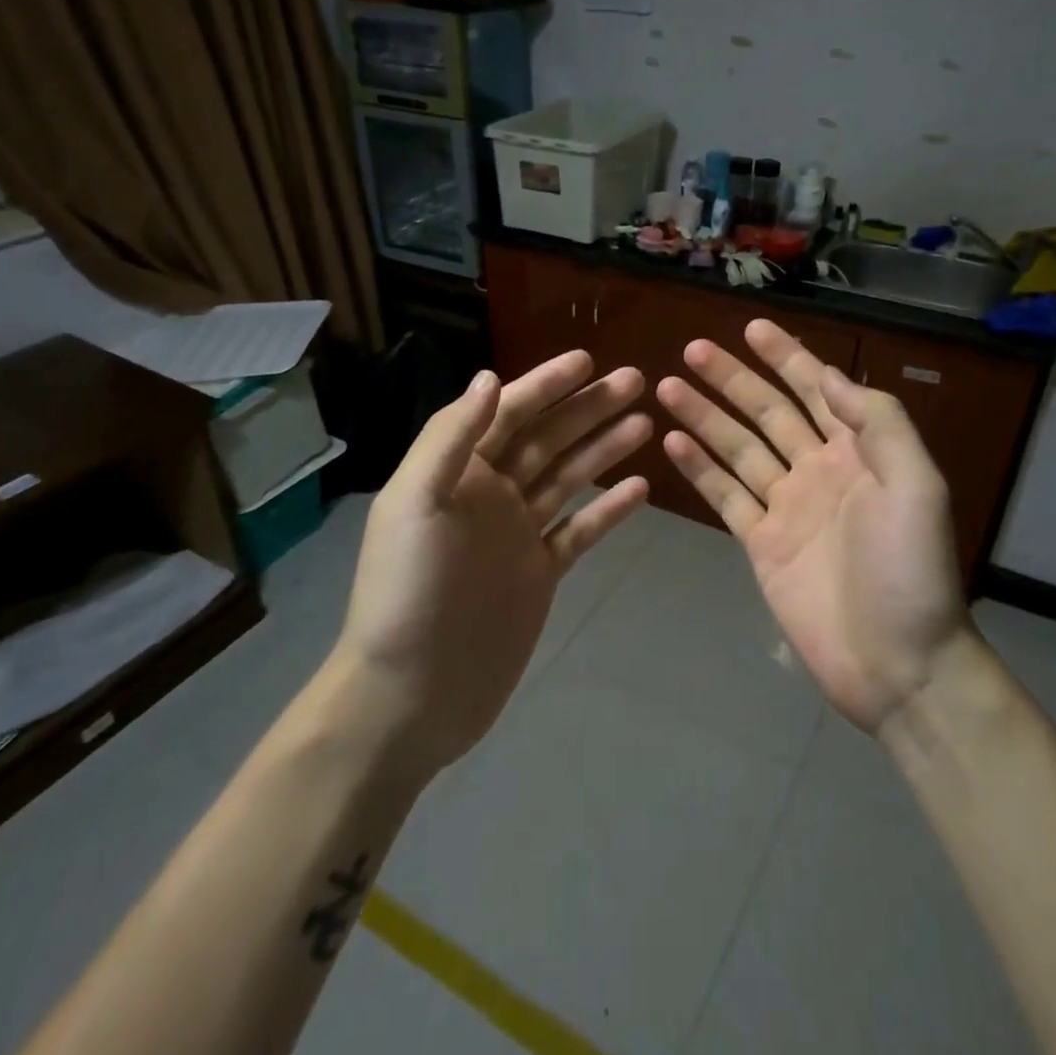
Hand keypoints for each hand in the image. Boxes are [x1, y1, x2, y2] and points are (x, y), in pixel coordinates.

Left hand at [330, 352, 650, 775]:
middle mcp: (490, 493)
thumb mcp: (415, 503)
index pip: (508, 412)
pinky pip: (580, 530)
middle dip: (589, 407)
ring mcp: (518, 533)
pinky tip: (641, 487)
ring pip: (569, 477)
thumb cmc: (408, 592)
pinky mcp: (539, 572)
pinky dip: (609, 508)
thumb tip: (490, 378)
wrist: (411, 694)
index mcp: (457, 471)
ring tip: (646, 421)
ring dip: (604, 447)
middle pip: (547, 437)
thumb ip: (450, 438)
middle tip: (636, 380)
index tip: (588, 360)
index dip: (547, 384)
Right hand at [657, 320, 970, 731]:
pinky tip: (672, 442)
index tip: (753, 328)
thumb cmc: (909, 570)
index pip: (817, 390)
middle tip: (692, 349)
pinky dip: (700, 469)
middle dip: (733, 379)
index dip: (787, 357)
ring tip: (668, 386)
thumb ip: (877, 423)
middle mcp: (819, 470)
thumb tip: (829, 375)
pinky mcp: (761, 543)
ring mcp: (787, 506)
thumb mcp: (915, 485)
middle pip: (768, 412)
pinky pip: (725, 496)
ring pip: (738, 448)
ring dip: (705, 416)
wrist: (897, 662)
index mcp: (858, 452)